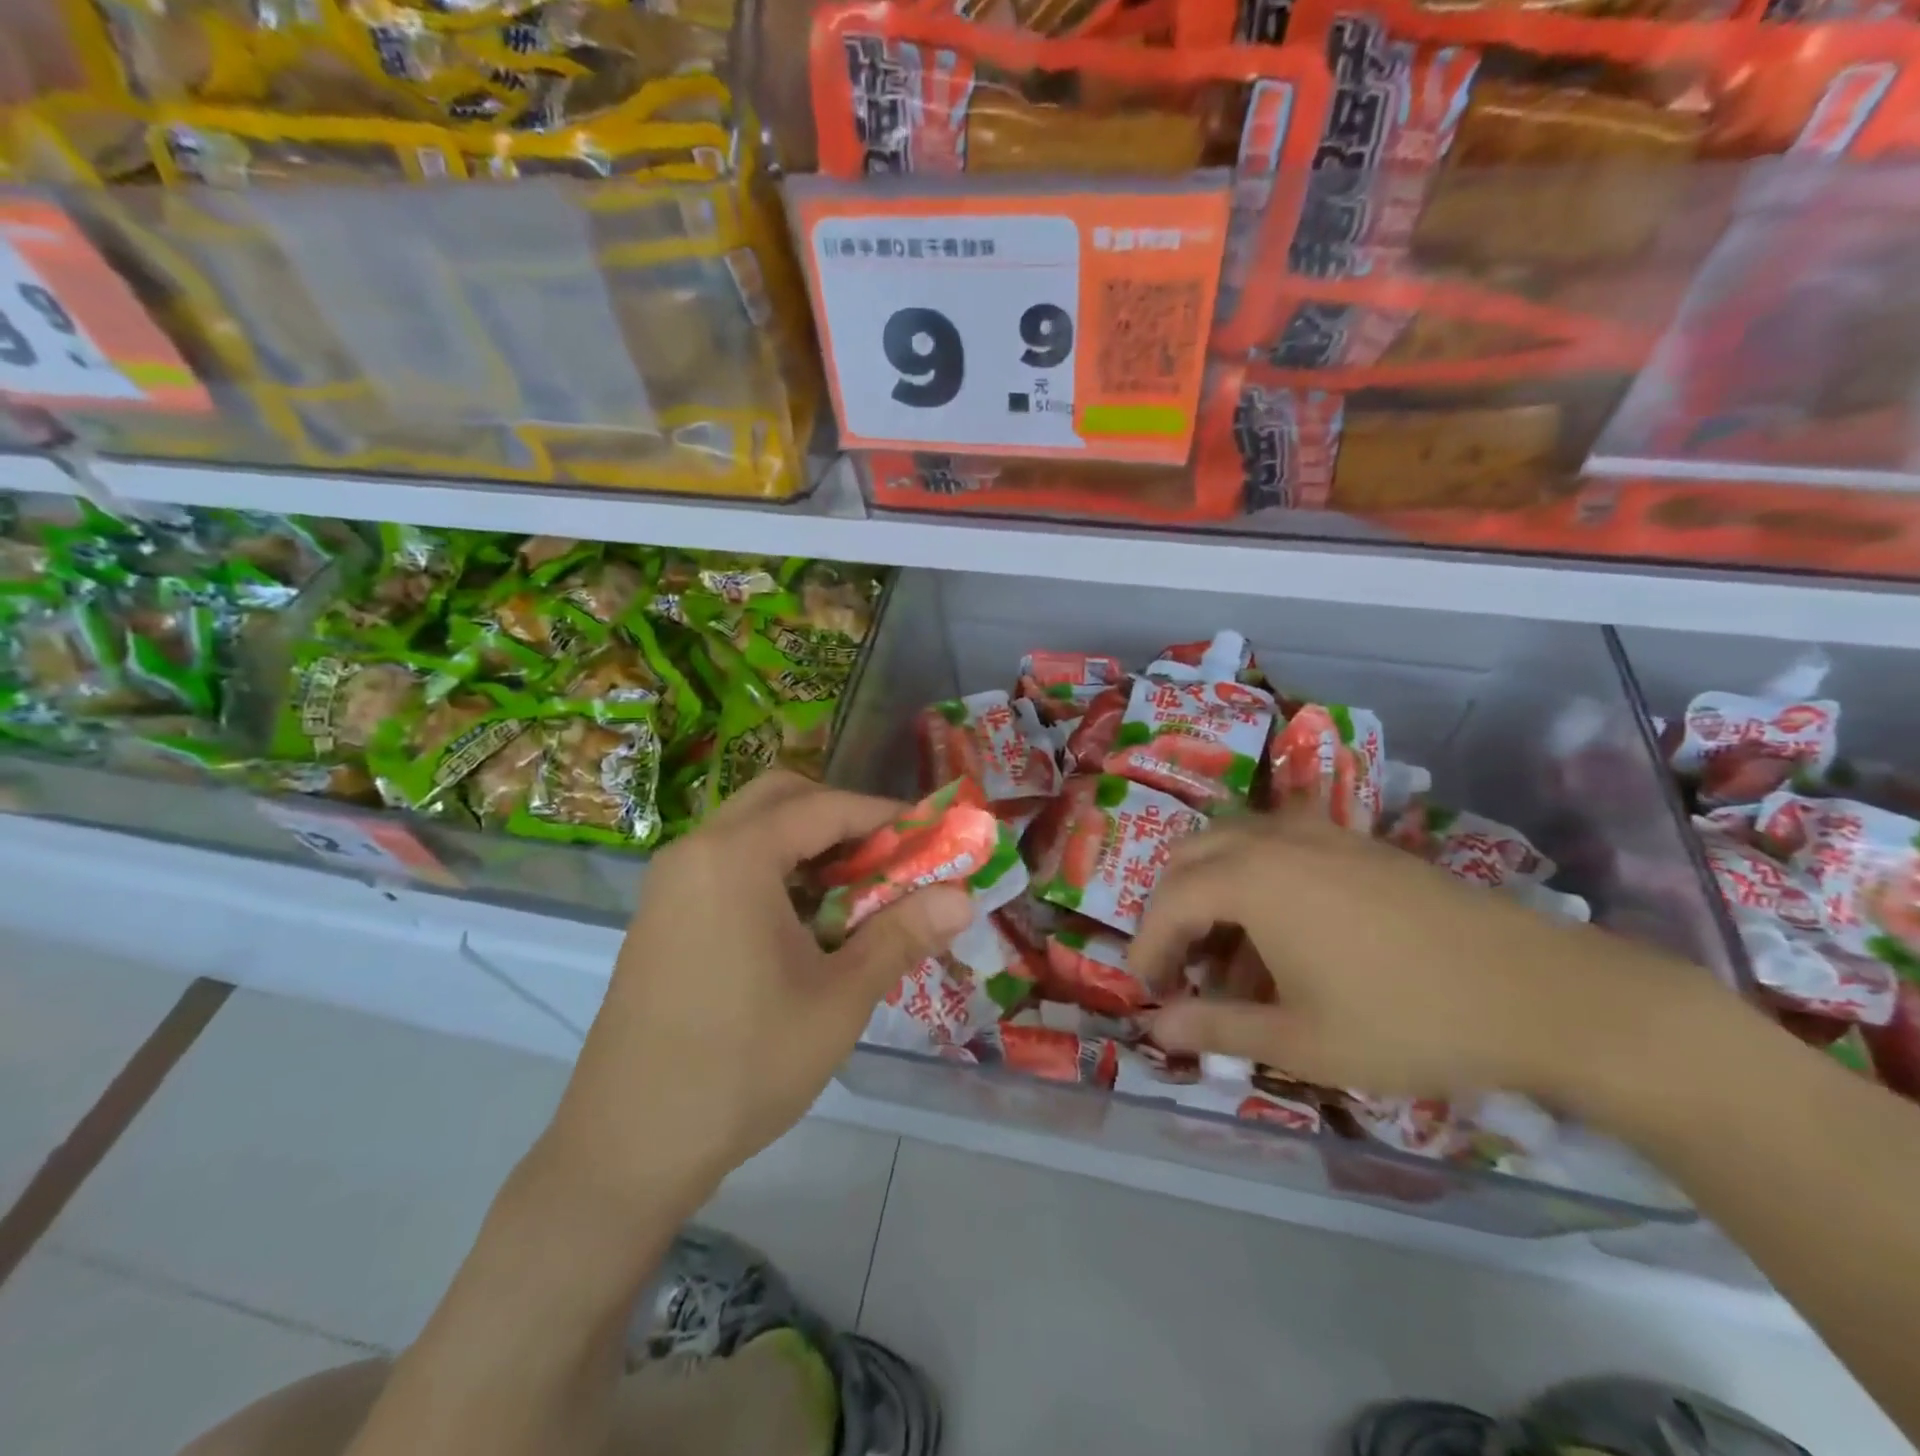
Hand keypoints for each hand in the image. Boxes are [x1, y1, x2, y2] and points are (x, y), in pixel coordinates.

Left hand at [544, 772, 972, 1212]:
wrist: (627, 1147)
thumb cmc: (743, 1065)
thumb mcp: (838, 999)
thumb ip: (902, 936)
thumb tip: (964, 899)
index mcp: (735, 857)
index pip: (825, 807)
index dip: (885, 816)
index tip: (932, 835)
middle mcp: (696, 851)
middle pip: (781, 797)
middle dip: (842, 817)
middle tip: (888, 857)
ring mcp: (671, 883)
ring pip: (752, 829)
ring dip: (808, 844)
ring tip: (856, 892)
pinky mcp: (662, 915)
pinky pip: (728, 863)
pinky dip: (775, 869)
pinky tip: (805, 923)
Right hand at [1129, 812, 1700, 1107]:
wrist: (1542, 993)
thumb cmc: (1407, 1020)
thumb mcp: (1301, 1040)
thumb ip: (1217, 1028)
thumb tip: (1156, 1028)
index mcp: (1252, 878)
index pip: (1170, 901)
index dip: (1148, 945)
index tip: (1147, 989)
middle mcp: (1276, 840)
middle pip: (1193, 856)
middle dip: (1172, 907)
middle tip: (1179, 964)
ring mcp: (1322, 835)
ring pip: (1236, 843)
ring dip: (1214, 889)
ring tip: (1230, 953)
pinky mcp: (1360, 844)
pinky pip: (1281, 846)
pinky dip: (1257, 879)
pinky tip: (1286, 932)